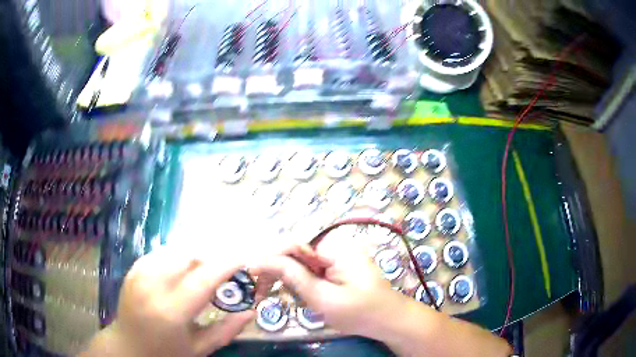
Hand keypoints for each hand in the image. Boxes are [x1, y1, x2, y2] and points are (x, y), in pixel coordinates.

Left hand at [81, 247, 253, 356]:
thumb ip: (226, 331)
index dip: (226, 265)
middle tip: (223, 272)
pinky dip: (177, 257)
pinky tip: (182, 272)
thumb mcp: (199, 349)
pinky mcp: (133, 269)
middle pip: (188, 256)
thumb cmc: (165, 353)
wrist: (128, 347)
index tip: (243, 259)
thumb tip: (250, 312)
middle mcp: (152, 286)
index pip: (203, 279)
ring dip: (194, 256)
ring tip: (204, 273)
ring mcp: (139, 274)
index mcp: (170, 312)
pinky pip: (161, 253)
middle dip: (210, 258)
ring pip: (174, 249)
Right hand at [252, 233, 407, 338]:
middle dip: (278, 271)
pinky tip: (303, 297)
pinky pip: (312, 272)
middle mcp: (335, 247)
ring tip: (285, 297)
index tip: (251, 273)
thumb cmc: (360, 312)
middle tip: (262, 292)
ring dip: (290, 280)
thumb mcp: (323, 298)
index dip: (270, 257)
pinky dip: (302, 285)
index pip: (293, 245)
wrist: (390, 321)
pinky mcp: (337, 269)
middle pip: (295, 253)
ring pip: (302, 264)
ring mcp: (337, 258)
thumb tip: (264, 260)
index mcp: (334, 248)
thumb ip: (294, 276)